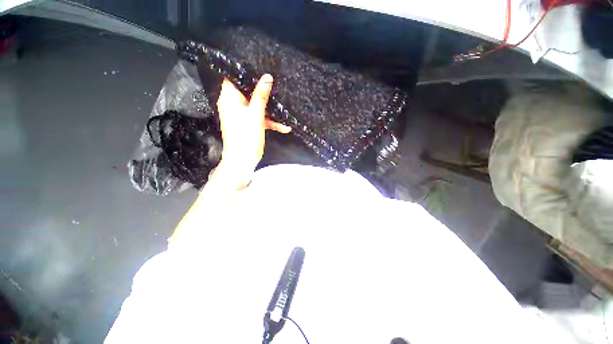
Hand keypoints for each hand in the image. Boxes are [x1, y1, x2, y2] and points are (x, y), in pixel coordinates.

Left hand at [214, 74, 290, 188]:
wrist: (243, 161)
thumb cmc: (246, 136)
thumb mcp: (255, 115)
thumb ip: (261, 96)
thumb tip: (267, 77)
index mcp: (229, 99)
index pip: (233, 78)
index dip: (245, 72)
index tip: (260, 68)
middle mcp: (233, 105)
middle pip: (247, 92)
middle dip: (261, 90)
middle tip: (275, 84)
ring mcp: (240, 115)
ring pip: (255, 106)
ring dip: (269, 109)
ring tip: (283, 106)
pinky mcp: (247, 124)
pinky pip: (258, 118)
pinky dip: (269, 121)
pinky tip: (284, 127)